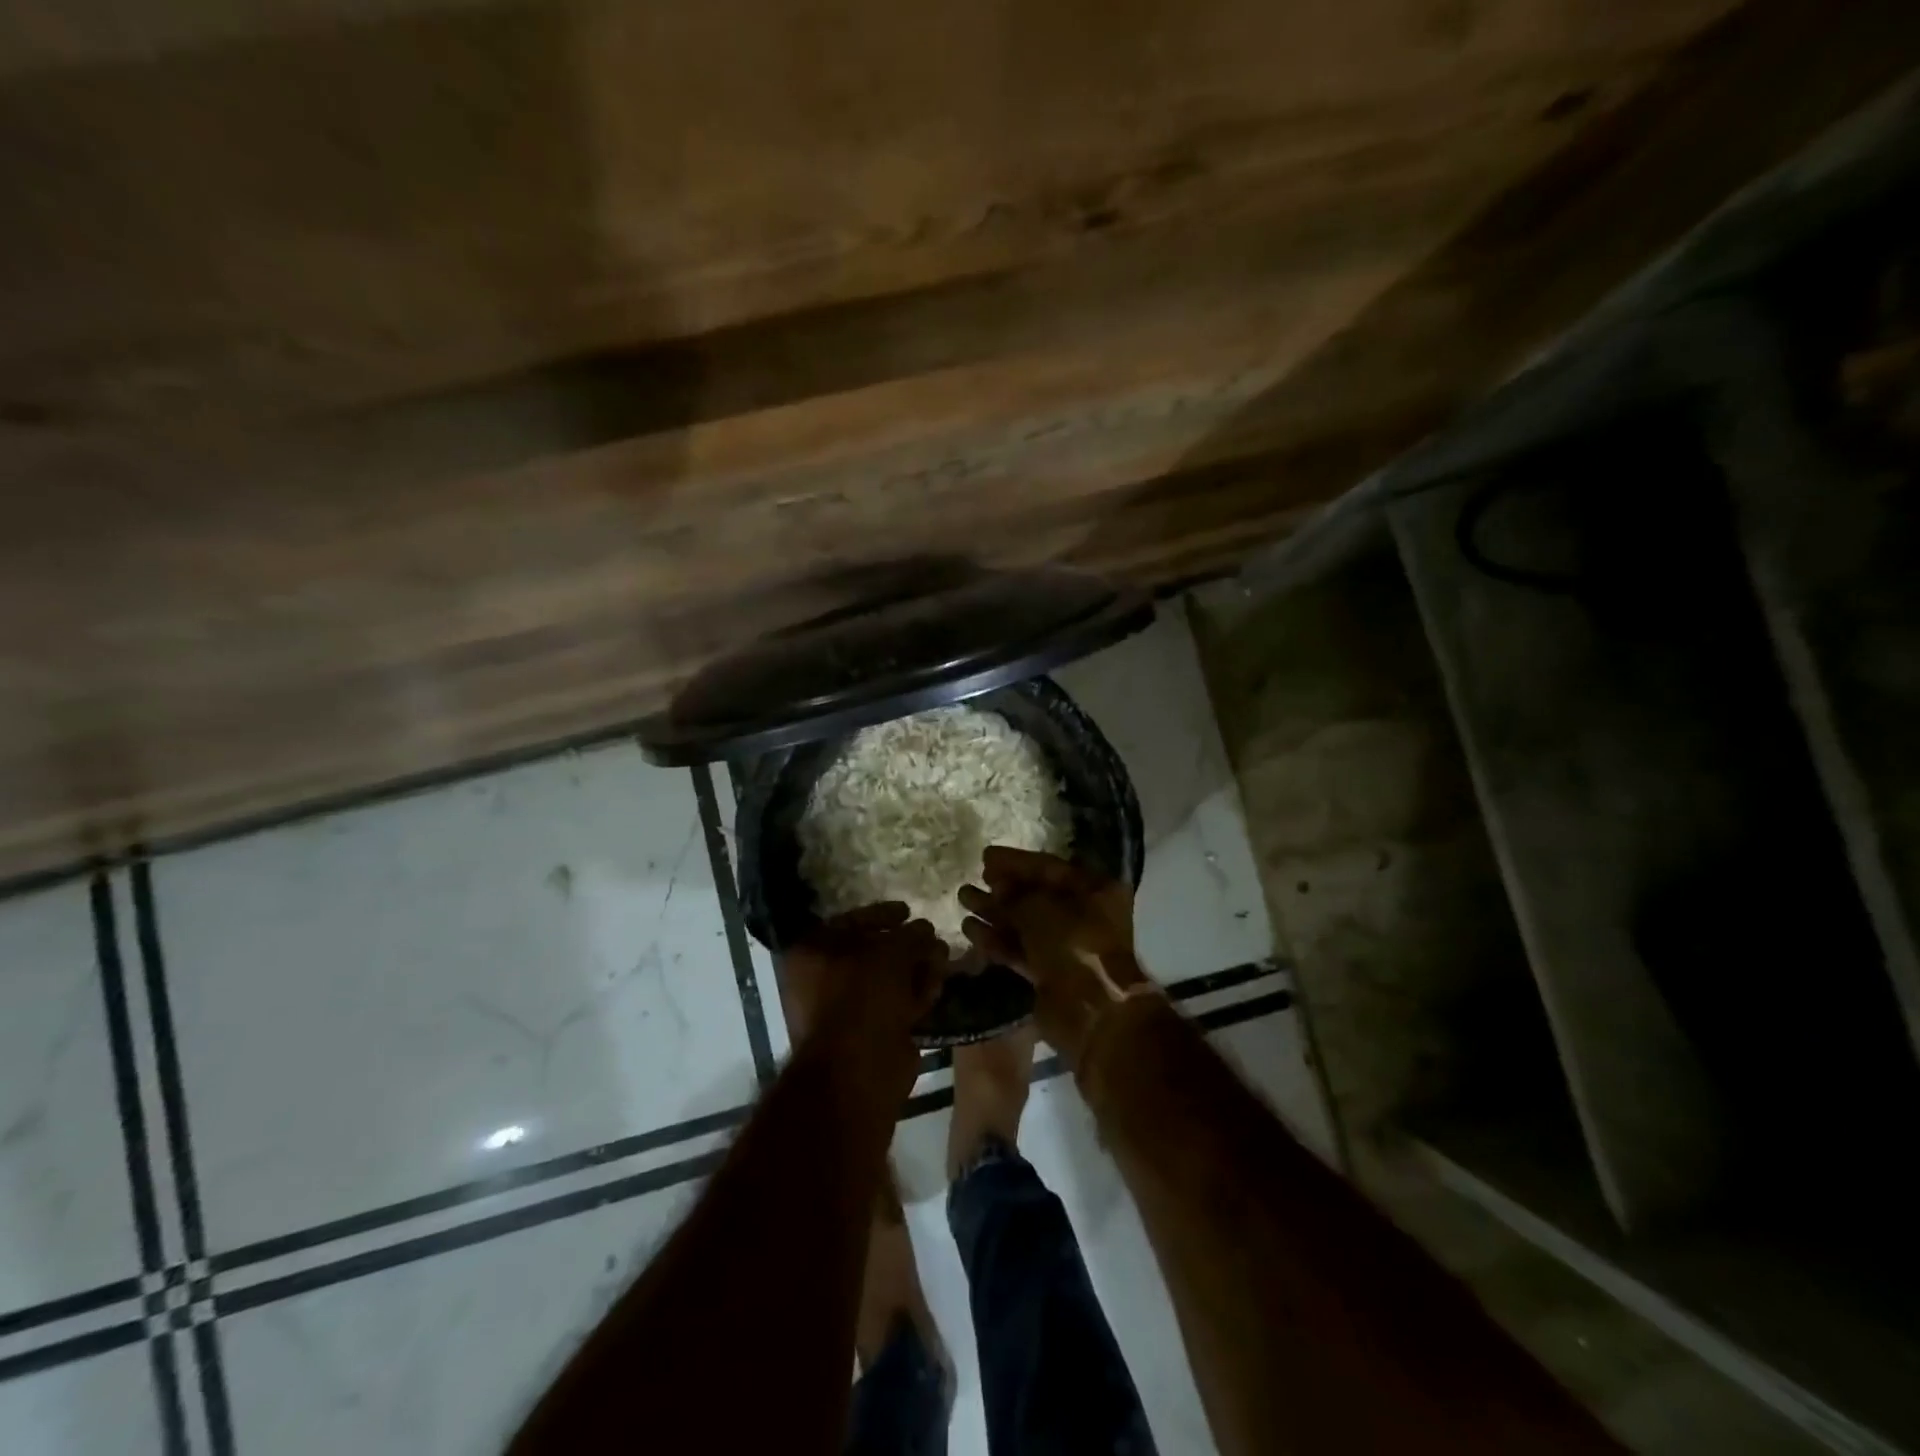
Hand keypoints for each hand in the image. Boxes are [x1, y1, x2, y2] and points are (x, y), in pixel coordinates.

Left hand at [780, 904, 946, 1089]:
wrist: (858, 1072)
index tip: (908, 910)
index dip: (882, 913)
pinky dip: (916, 994)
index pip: (849, 922)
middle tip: (933, 938)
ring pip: (888, 979)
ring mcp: (848, 1009)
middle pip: (872, 952)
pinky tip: (937, 986)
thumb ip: (910, 935)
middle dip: (907, 944)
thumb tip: (925, 928)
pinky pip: (897, 1004)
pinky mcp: (872, 1033)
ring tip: (943, 958)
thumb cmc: (863, 998)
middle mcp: (824, 979)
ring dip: (917, 967)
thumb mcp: (890, 953)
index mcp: (812, 953)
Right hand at [958, 848, 1151, 1066]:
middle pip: (1035, 894)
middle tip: (973, 878)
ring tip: (962, 898)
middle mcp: (1082, 914)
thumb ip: (1015, 893)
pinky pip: (1019, 949)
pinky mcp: (1048, 973)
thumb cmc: (1073, 944)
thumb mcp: (1041, 908)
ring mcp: (1065, 945)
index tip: (985, 857)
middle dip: (1002, 887)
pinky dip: (996, 939)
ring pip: (1023, 922)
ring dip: (993, 911)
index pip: (1049, 867)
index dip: (1015, 861)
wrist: (1092, 1011)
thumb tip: (998, 886)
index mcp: (1093, 890)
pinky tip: (969, 928)